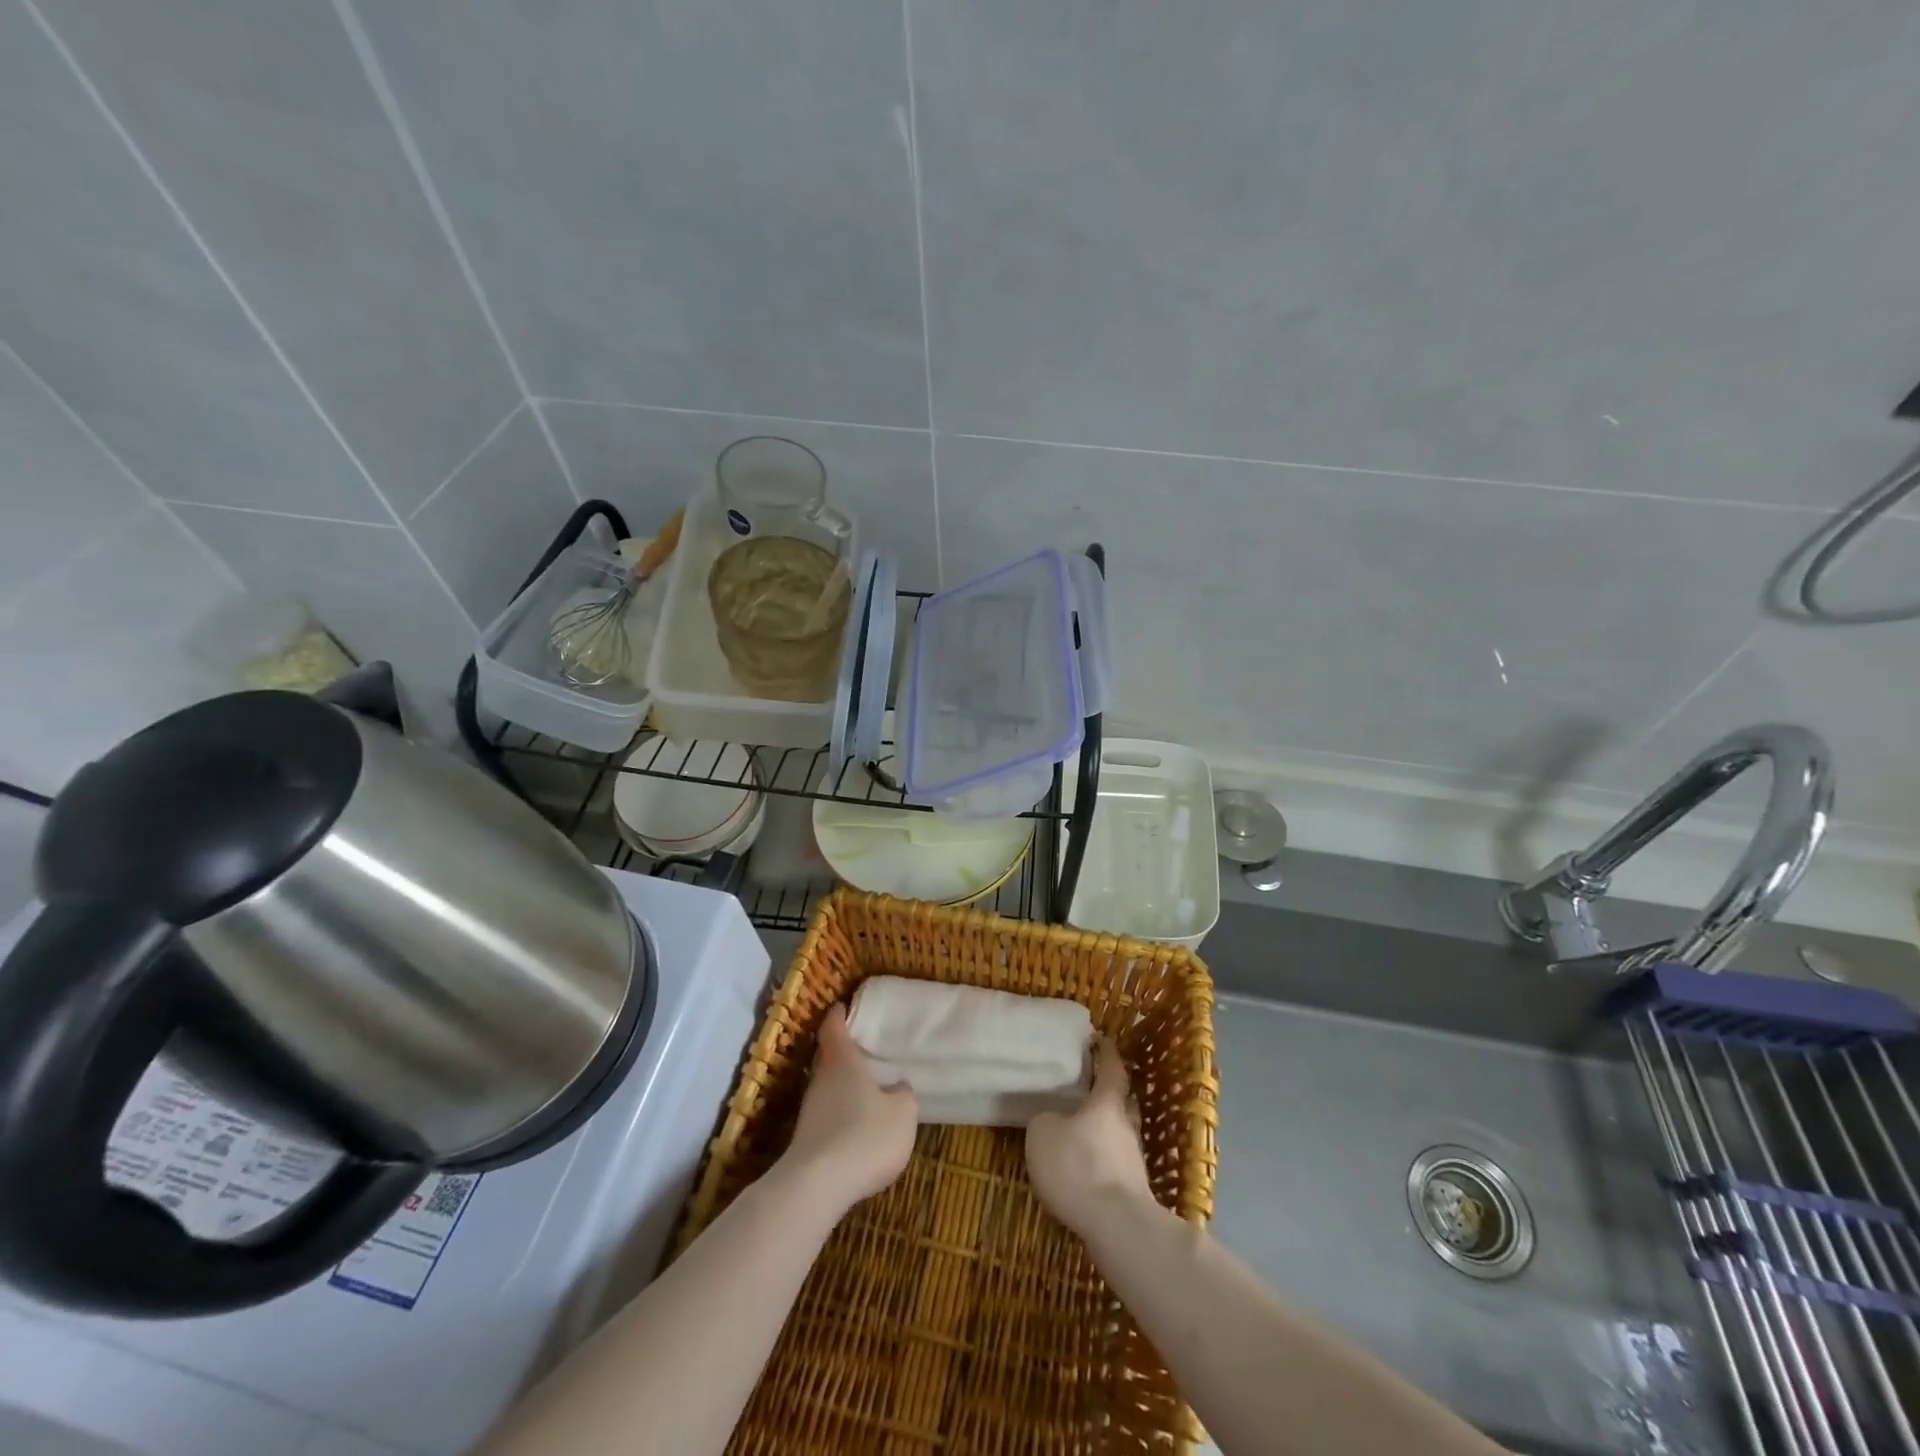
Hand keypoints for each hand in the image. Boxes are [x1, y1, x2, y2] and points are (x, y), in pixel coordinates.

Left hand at [781, 1004, 917, 1213]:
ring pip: (828, 1089)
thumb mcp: (902, 1114)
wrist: (817, 1187)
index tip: (844, 1006)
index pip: (834, 1027)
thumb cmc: (865, 1136)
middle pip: (830, 1058)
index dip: (839, 1015)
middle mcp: (821, 1079)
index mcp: (843, 1061)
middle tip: (867, 1051)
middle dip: (845, 1055)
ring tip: (869, 1092)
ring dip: (844, 1089)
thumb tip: (897, 1086)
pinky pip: (827, 1117)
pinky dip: (841, 1116)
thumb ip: (902, 1095)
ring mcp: (810, 1111)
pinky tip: (858, 1130)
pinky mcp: (806, 1141)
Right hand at [1025, 1037, 1154, 1234]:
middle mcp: (1127, 1125)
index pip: (1112, 1067)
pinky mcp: (1133, 1191)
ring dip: (1107, 1130)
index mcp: (1108, 1102)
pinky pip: (1117, 1163)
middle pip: (1123, 1100)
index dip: (1105, 1052)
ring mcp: (1134, 1160)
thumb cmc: (1078, 1166)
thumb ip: (1046, 1119)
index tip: (1098, 1039)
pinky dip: (1104, 1160)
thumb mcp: (1043, 1134)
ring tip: (1083, 1131)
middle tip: (1089, 1087)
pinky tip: (1086, 1169)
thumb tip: (1051, 1119)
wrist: (1116, 1226)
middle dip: (1109, 1092)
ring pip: (1122, 1133)